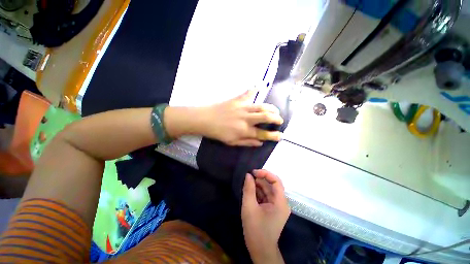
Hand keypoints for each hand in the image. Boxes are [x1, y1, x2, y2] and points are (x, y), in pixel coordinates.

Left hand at [198, 90, 283, 146]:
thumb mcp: (232, 142)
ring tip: (275, 110)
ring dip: (271, 108)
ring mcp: (243, 108)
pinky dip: (255, 88)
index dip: (274, 136)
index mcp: (244, 131)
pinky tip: (261, 84)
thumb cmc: (218, 133)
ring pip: (262, 106)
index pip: (263, 134)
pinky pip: (248, 93)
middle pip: (266, 117)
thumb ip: (247, 142)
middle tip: (280, 120)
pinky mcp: (237, 100)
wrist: (206, 120)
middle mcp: (246, 119)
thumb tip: (260, 142)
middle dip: (276, 119)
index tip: (280, 136)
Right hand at [241, 170, 289, 263]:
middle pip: (272, 184)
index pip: (276, 181)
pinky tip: (250, 191)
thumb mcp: (249, 207)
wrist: (260, 250)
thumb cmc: (255, 230)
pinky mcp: (273, 208)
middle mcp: (281, 202)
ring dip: (258, 186)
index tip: (253, 172)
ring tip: (247, 184)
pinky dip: (258, 192)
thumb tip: (248, 175)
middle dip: (260, 179)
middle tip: (248, 177)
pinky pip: (266, 196)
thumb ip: (248, 189)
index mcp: (280, 202)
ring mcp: (277, 206)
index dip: (265, 174)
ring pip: (268, 190)